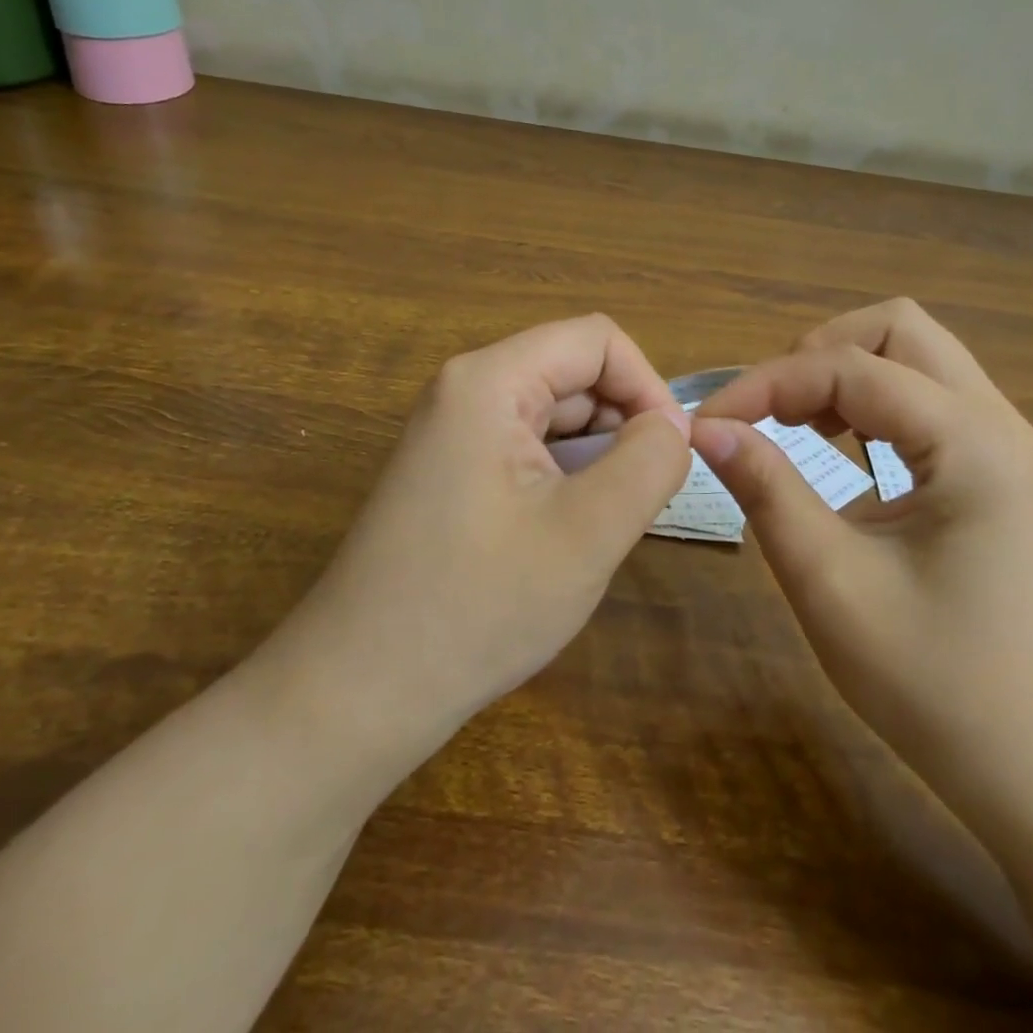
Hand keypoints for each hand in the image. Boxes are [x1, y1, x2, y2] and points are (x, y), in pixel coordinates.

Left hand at [274, 315, 691, 760]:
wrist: (358, 693)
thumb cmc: (477, 607)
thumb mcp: (588, 532)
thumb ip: (649, 462)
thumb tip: (674, 424)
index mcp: (489, 381)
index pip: (597, 340)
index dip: (646, 386)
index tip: (670, 454)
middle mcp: (466, 391)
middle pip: (574, 375)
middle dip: (622, 427)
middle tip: (640, 503)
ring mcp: (453, 434)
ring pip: (555, 417)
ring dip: (596, 459)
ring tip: (603, 527)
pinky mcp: (451, 473)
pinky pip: (528, 451)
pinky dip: (565, 480)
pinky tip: (567, 536)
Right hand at [691, 299, 1032, 822]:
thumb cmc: (938, 685)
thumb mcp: (831, 582)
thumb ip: (766, 488)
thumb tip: (706, 428)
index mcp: (971, 441)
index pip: (848, 368)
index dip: (766, 383)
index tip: (709, 422)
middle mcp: (998, 423)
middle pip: (898, 328)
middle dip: (818, 353)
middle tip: (767, 410)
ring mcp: (1006, 447)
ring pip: (916, 357)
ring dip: (847, 373)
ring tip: (796, 424)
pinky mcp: (1000, 474)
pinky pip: (929, 401)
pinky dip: (873, 405)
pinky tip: (843, 449)